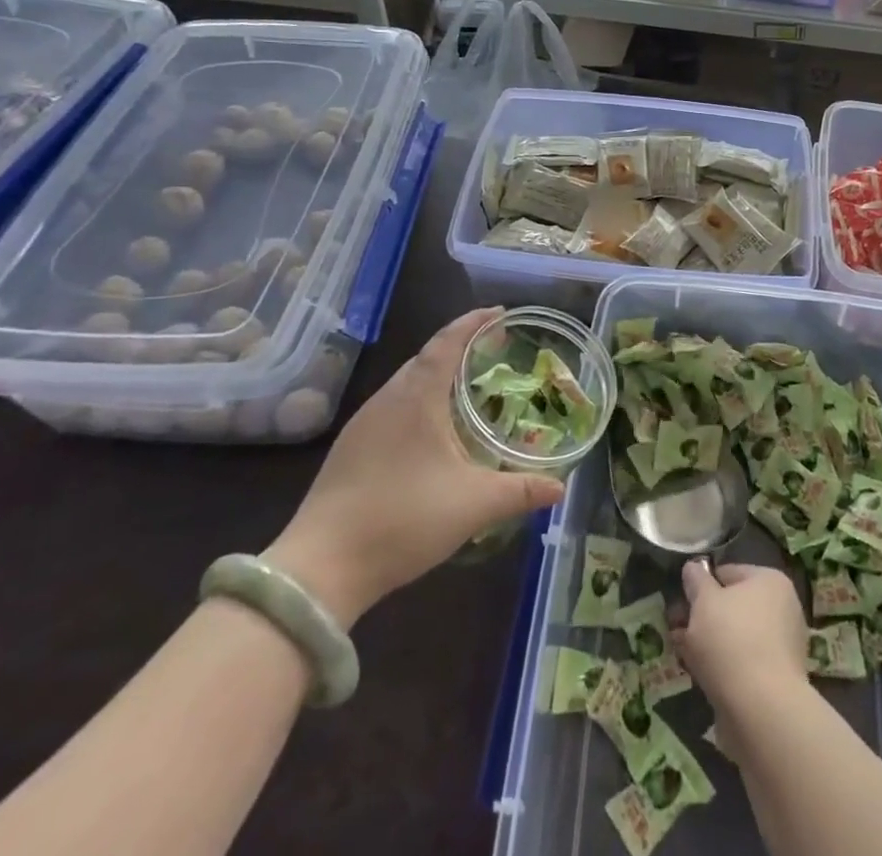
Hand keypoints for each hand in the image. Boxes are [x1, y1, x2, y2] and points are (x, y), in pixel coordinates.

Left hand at [264, 308, 563, 625]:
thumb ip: (520, 492)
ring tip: (467, 386)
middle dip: (459, 347)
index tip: (500, 313)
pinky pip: (392, 406)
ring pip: (406, 383)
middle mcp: (388, 399)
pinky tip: (431, 429)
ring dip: (437, 375)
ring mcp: (363, 424)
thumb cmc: (402, 520)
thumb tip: (560, 488)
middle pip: (426, 358)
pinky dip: (419, 400)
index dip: (473, 323)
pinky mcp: (350, 449)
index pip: (447, 342)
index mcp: (417, 397)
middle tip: (493, 351)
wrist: (320, 569)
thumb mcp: (473, 505)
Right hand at [672, 562, 808, 715]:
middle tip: (678, 632)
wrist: (762, 711)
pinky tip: (703, 678)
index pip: (728, 573)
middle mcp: (783, 608)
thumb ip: (696, 581)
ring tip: (685, 656)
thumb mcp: (704, 602)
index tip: (681, 604)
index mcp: (770, 581)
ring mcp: (784, 646)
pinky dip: (725, 668)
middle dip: (704, 618)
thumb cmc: (731, 642)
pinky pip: (745, 664)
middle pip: (733, 606)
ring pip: (737, 637)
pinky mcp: (779, 680)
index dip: (701, 586)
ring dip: (711, 645)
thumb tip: (693, 568)